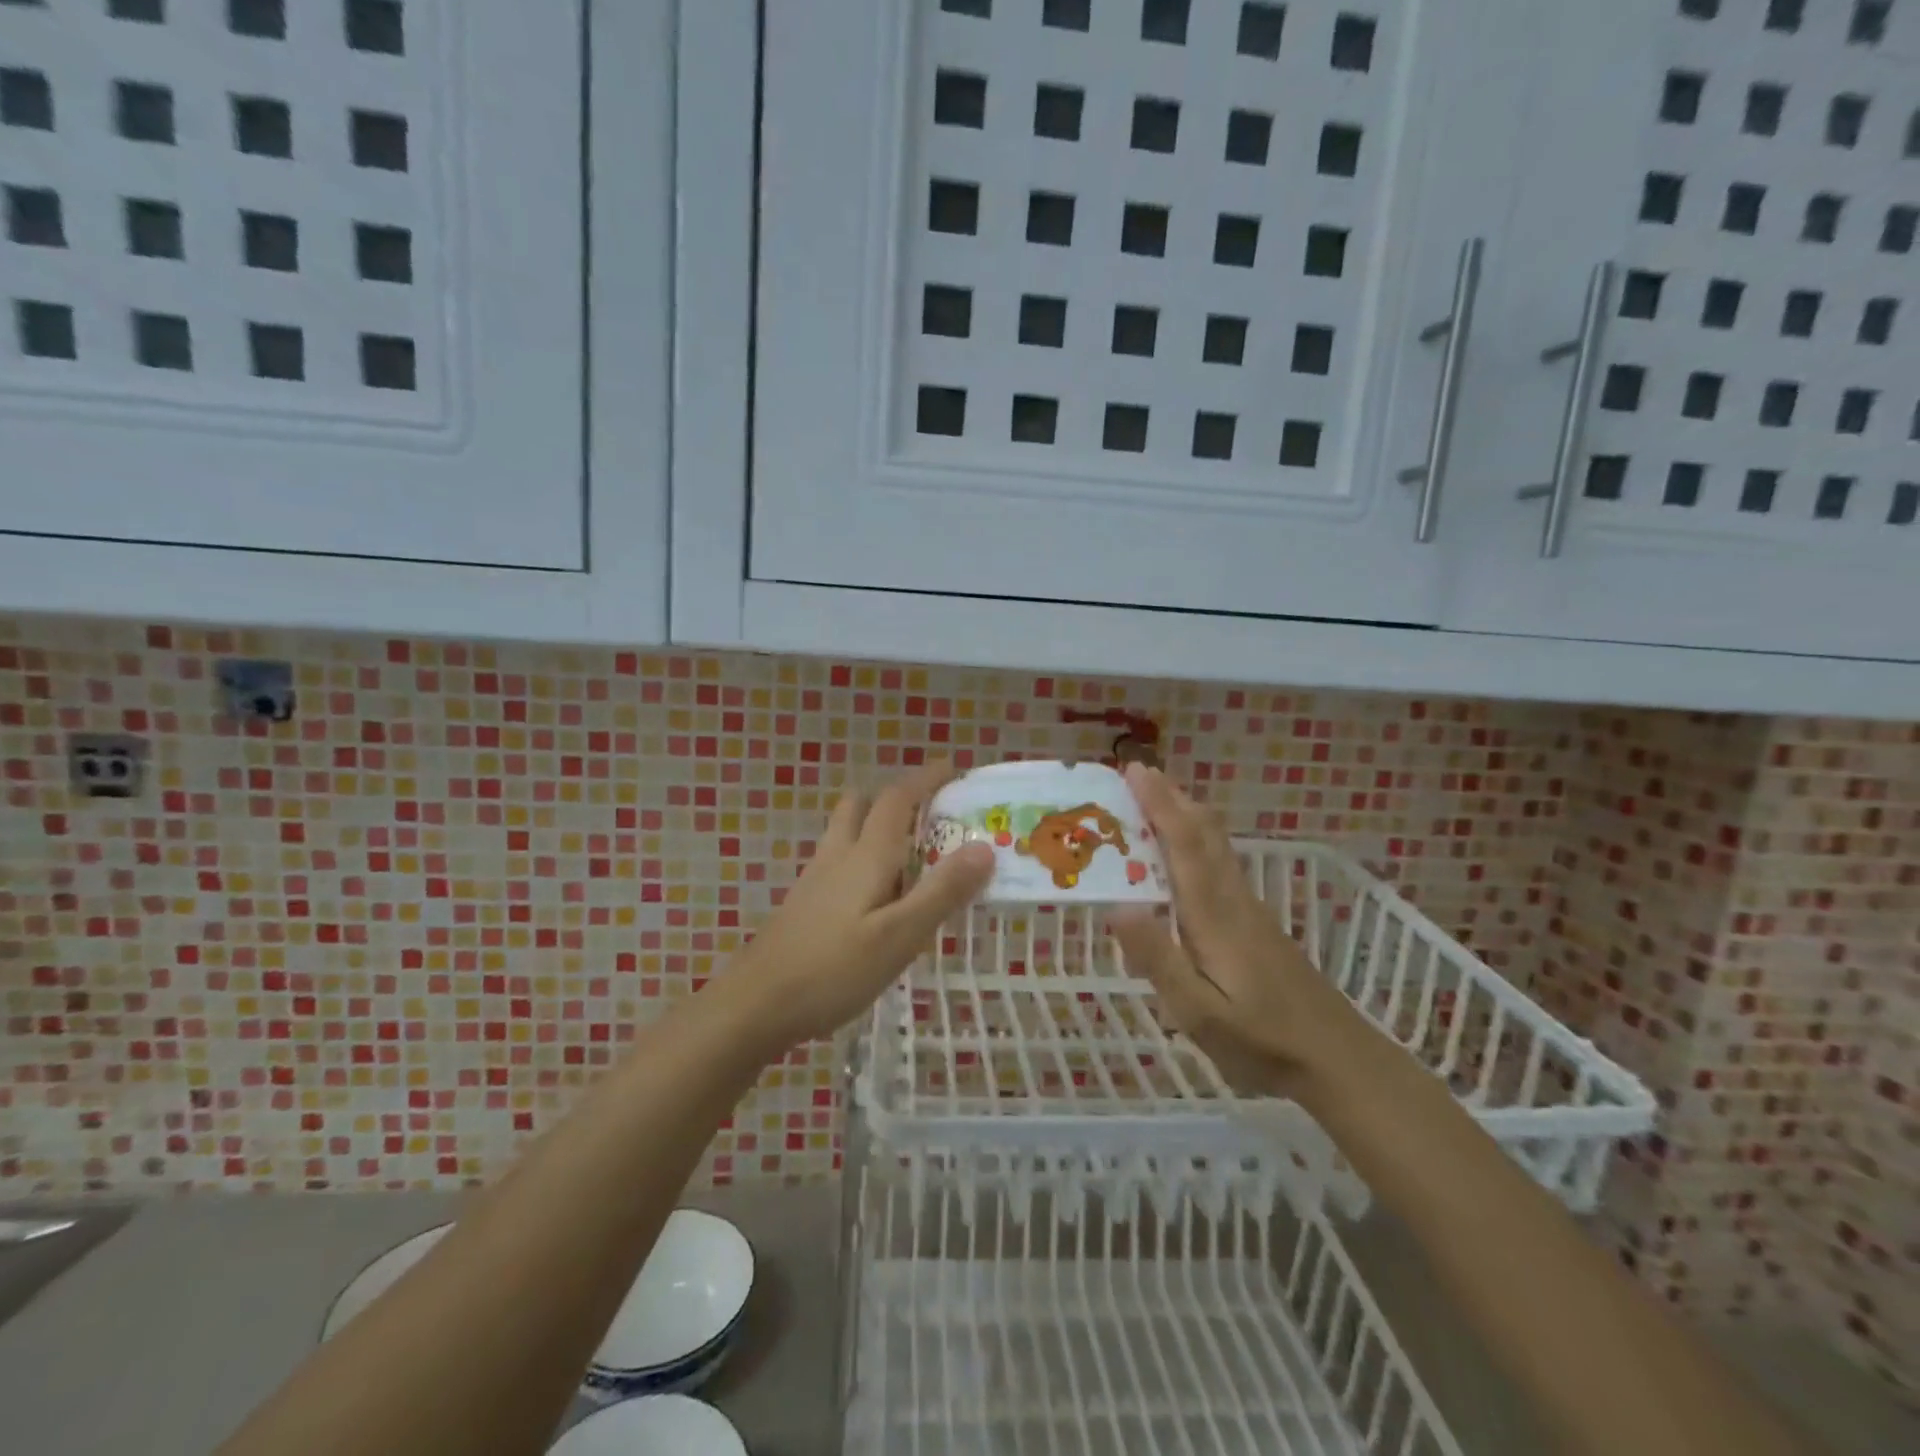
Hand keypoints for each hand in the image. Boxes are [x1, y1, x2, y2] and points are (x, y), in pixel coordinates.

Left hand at [715, 761, 993, 1053]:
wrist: (754, 1005)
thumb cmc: (832, 970)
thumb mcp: (899, 936)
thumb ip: (941, 892)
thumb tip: (984, 846)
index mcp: (866, 856)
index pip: (897, 799)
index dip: (926, 779)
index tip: (953, 770)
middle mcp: (838, 856)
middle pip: (863, 805)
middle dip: (897, 797)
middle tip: (932, 813)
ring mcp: (816, 879)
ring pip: (847, 832)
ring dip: (877, 825)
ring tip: (912, 854)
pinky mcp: (805, 903)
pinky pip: (840, 861)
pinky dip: (864, 857)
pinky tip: (878, 896)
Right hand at [1109, 764, 1366, 1099]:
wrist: (1338, 1059)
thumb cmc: (1263, 1042)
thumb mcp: (1200, 1014)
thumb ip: (1159, 959)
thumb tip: (1118, 905)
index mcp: (1213, 915)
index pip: (1184, 844)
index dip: (1159, 804)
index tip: (1134, 770)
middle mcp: (1233, 900)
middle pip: (1205, 833)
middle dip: (1172, 798)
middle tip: (1137, 773)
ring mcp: (1249, 910)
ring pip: (1217, 846)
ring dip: (1186, 815)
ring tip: (1155, 800)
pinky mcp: (1257, 924)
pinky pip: (1222, 863)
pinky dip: (1198, 841)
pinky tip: (1187, 856)